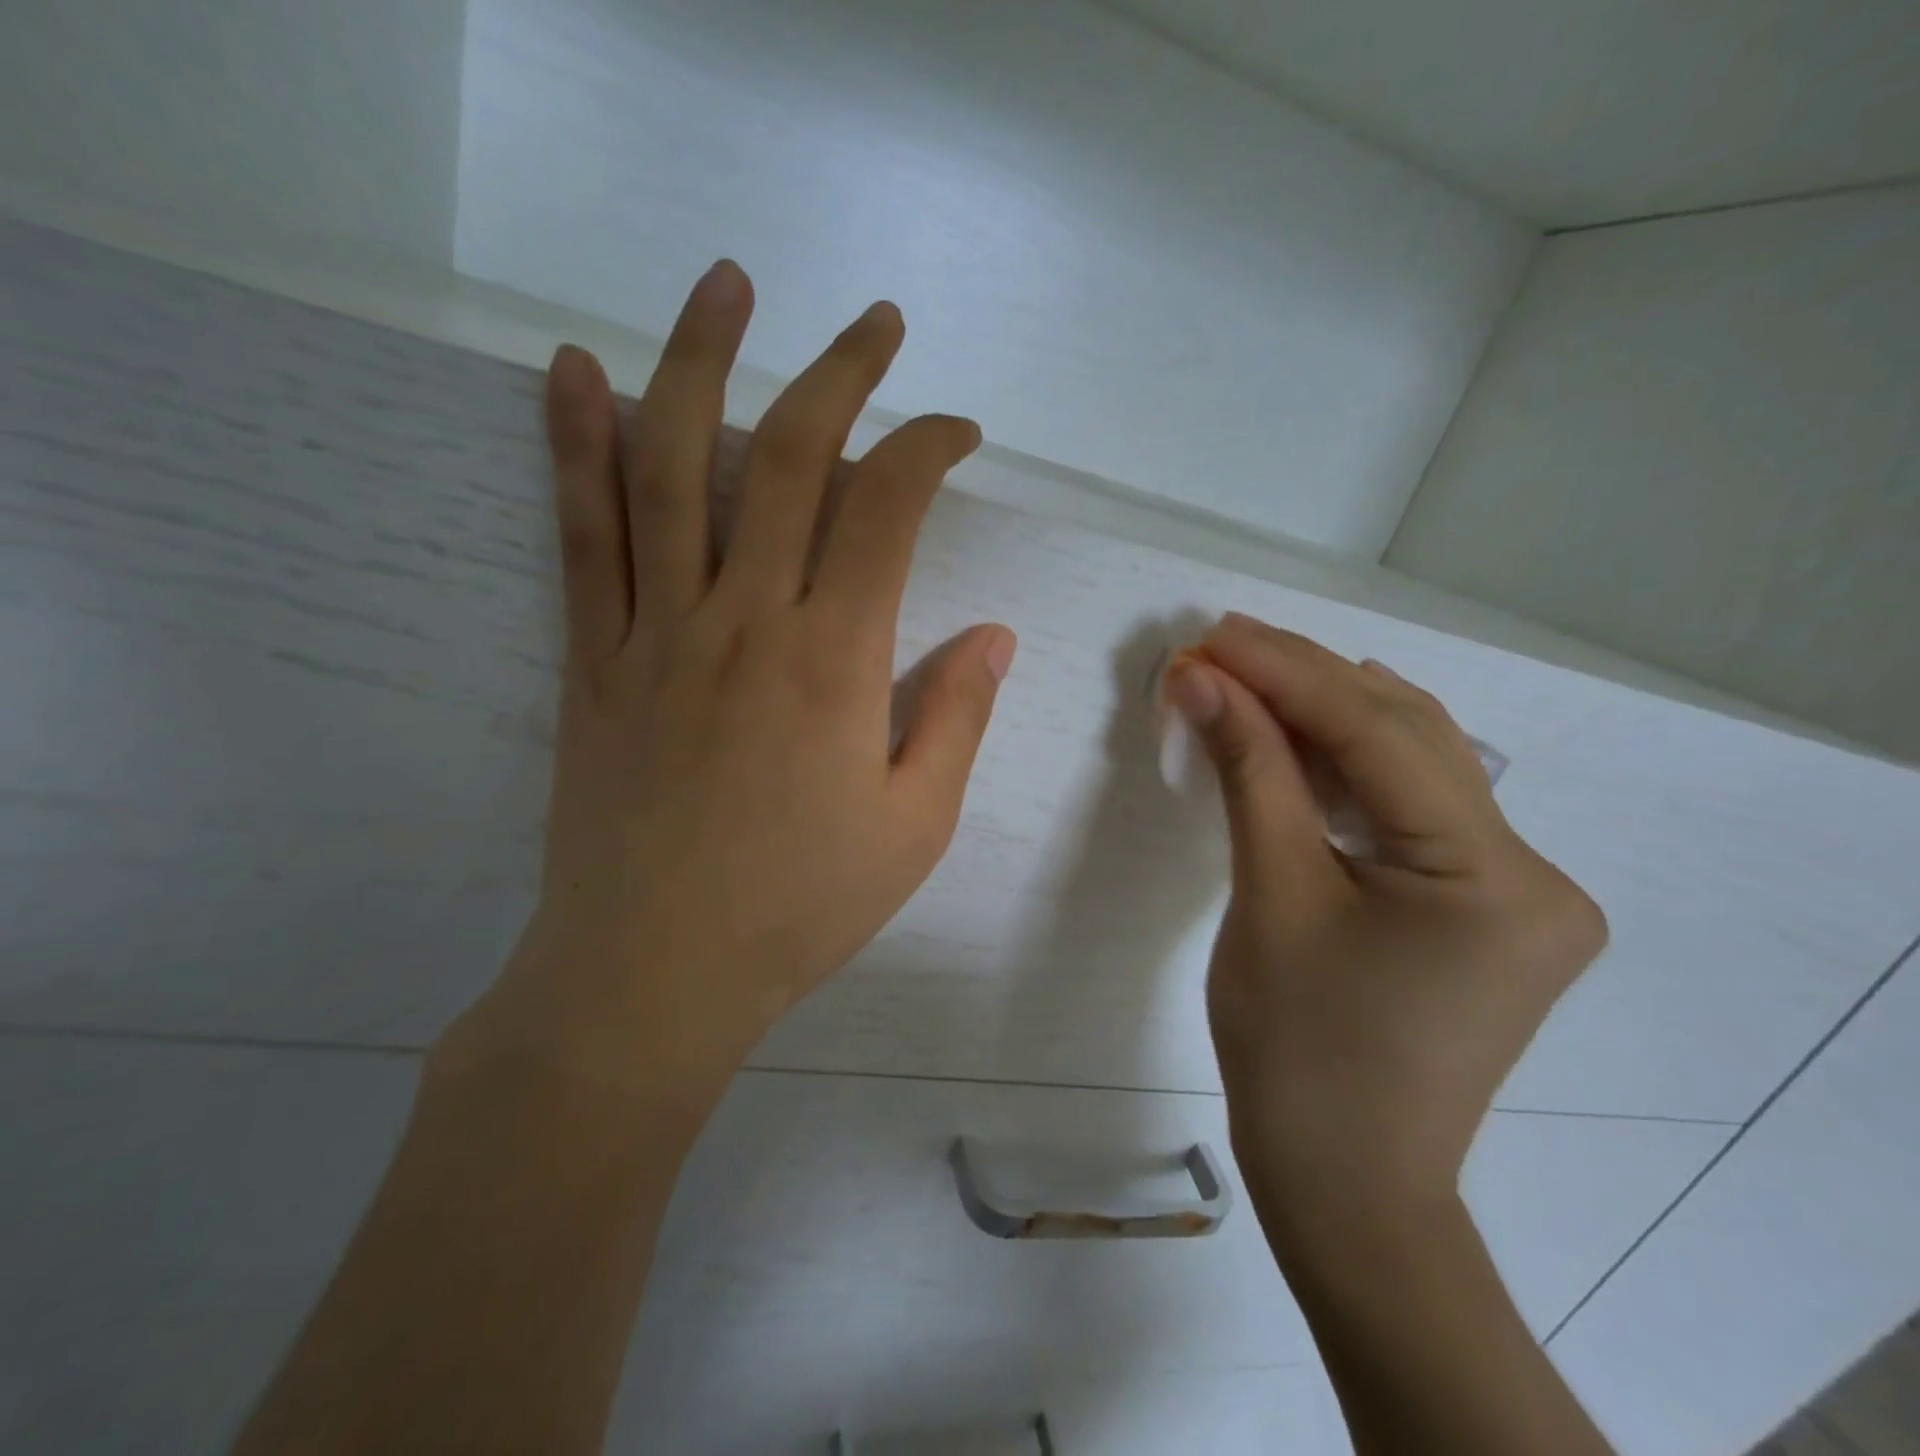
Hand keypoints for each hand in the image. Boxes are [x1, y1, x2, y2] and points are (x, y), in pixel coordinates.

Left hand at [455, 262, 1014, 1098]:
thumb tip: (994, 634)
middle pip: (790, 456)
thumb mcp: (915, 826)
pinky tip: (575, 371)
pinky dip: (575, 444)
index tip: (956, 431)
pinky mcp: (594, 658)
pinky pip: (582, 533)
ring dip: (702, 359)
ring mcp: (656, 629)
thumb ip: (956, 718)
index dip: (928, 446)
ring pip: (674, 464)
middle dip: (841, 373)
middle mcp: (744, 619)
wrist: (653, 973)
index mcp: (835, 661)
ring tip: (727, 284)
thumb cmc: (799, 909)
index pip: (888, 507)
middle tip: (875, 324)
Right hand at [1163, 614, 1606, 1212]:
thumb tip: (1200, 679)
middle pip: (1408, 739)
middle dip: (1306, 682)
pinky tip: (1298, 733)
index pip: (1379, 737)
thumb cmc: (1297, 1049)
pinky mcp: (1483, 906)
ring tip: (1247, 672)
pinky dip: (1346, 767)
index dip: (1285, 674)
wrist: (1343, 1181)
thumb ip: (1247, 771)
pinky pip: (1411, 808)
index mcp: (1496, 878)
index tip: (1210, 636)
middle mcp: (1534, 873)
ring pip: (1413, 766)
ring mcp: (1516, 891)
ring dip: (1326, 716)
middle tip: (1220, 642)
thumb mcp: (1270, 894)